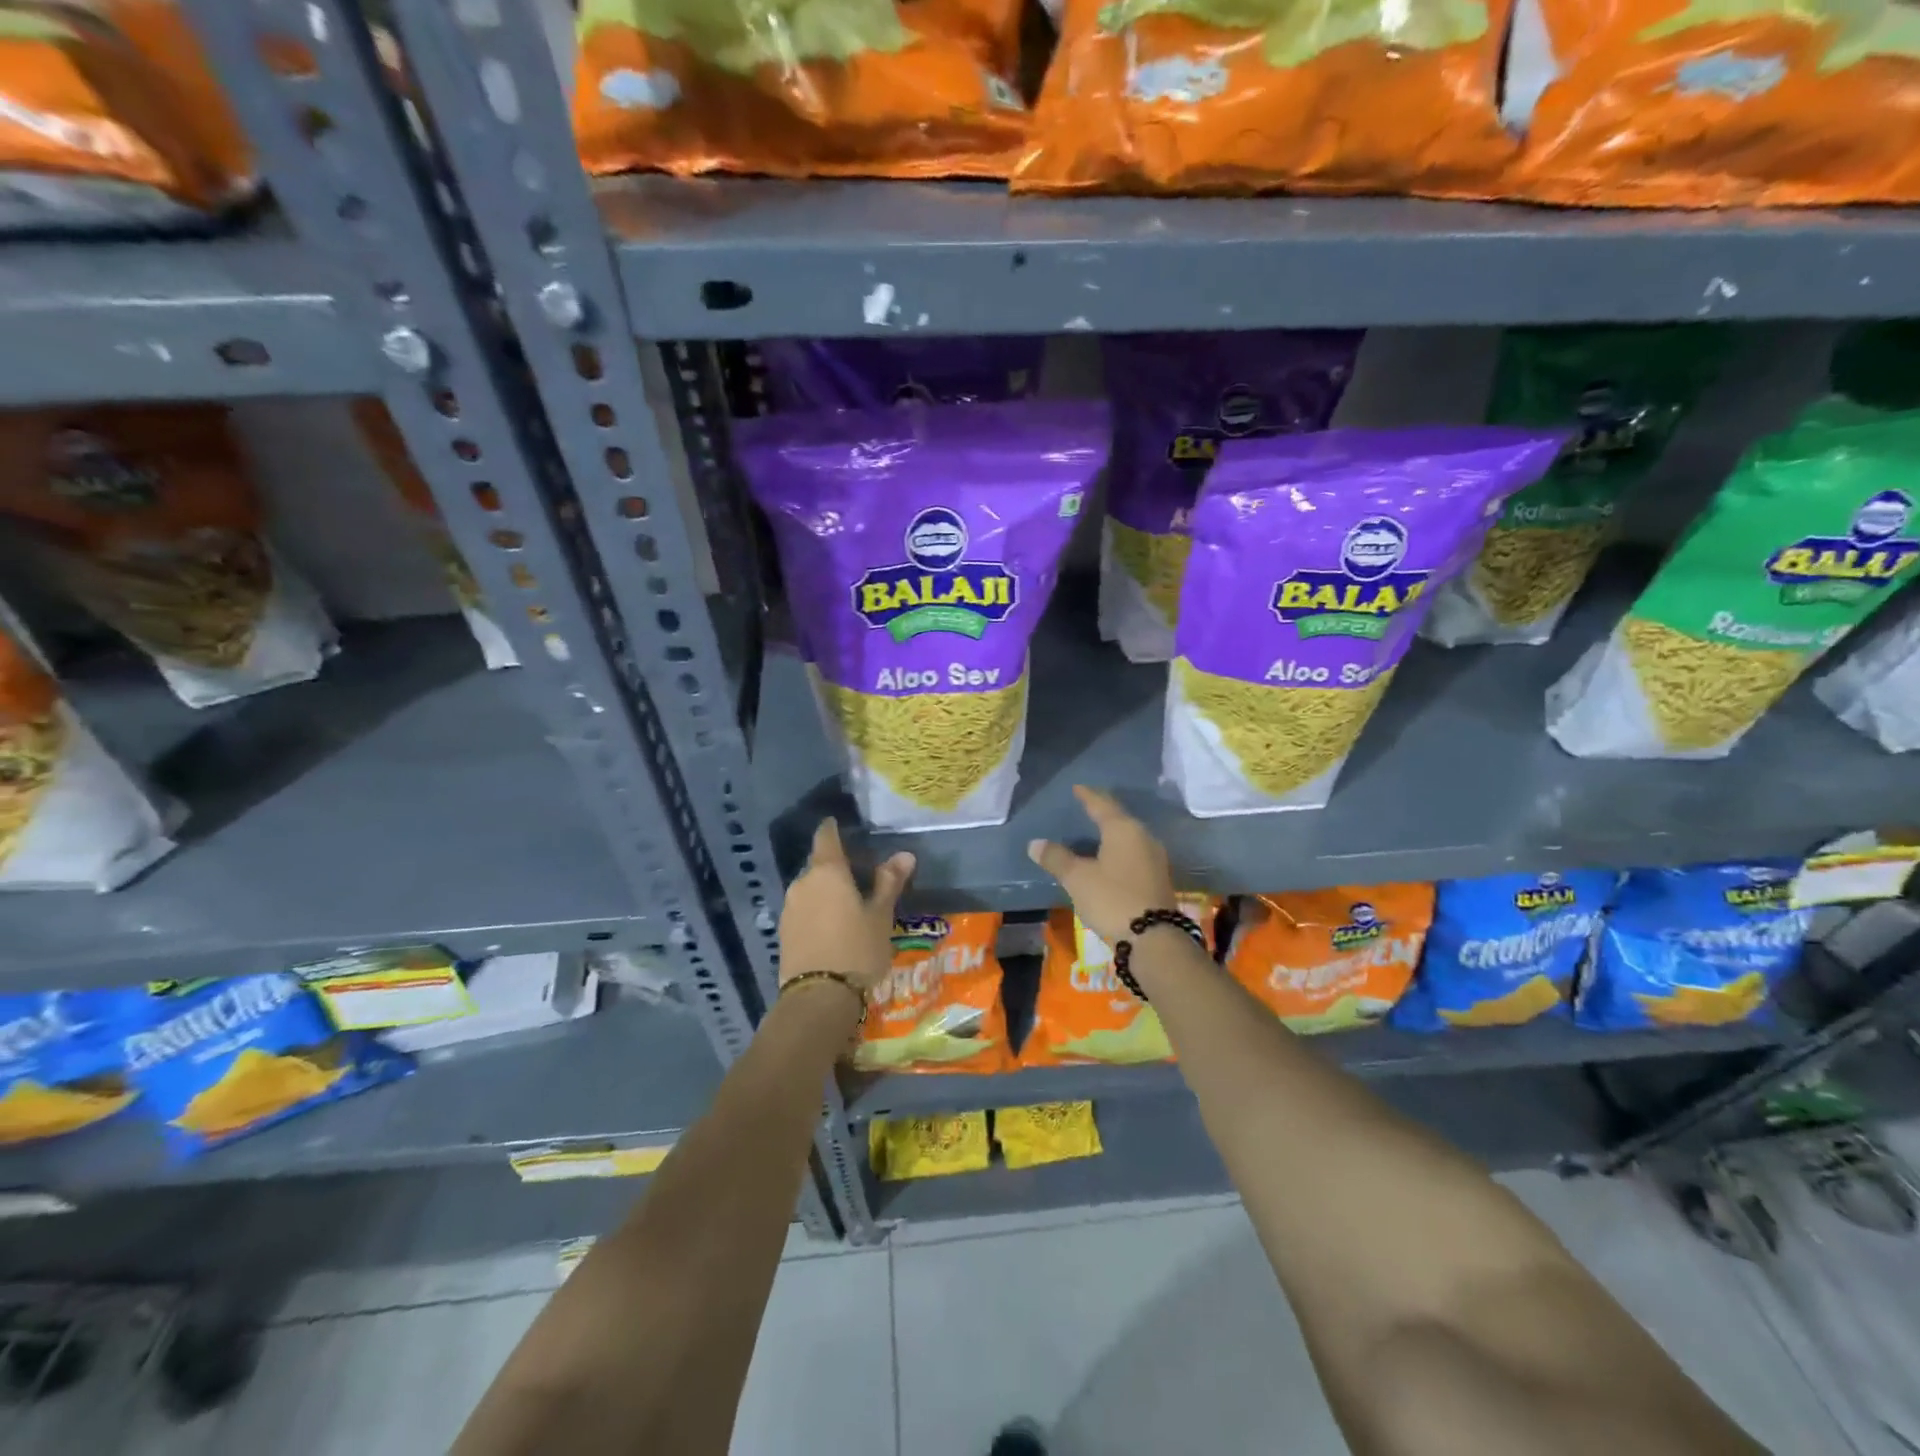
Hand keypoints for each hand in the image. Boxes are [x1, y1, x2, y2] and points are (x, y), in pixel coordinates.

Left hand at [778, 819, 914, 993]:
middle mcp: (802, 883)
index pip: (825, 837)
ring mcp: (789, 908)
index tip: (839, 824)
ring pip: (809, 889)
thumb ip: (889, 882)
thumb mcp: (880, 915)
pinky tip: (831, 926)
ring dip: (825, 891)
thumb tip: (904, 855)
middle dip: (835, 866)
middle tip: (858, 874)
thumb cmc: (857, 949)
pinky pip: (803, 910)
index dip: (832, 829)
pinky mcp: (783, 932)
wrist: (819, 998)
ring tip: (847, 903)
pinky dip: (816, 910)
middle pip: (818, 864)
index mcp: (827, 871)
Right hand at [1027, 786, 1178, 943]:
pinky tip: (1111, 858)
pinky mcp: (1158, 878)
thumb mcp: (1078, 878)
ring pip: (1129, 837)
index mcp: (1123, 829)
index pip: (1102, 805)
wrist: (1153, 939)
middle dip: (1102, 812)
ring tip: (1097, 831)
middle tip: (1086, 806)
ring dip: (1112, 832)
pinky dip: (1120, 850)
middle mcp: (1143, 837)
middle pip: (1119, 818)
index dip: (1088, 796)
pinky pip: (1135, 854)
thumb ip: (1057, 858)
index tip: (1077, 788)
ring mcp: (1155, 858)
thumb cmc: (1112, 899)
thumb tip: (1035, 843)